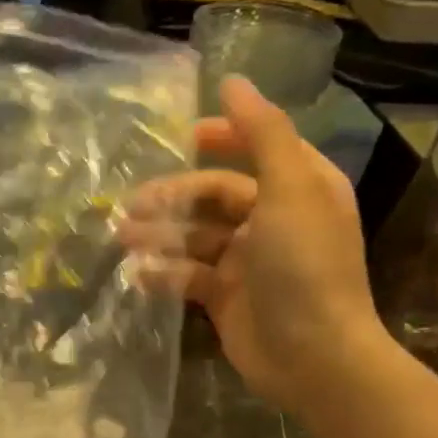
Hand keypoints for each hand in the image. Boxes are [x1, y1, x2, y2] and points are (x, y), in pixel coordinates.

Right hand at [124, 77, 382, 410]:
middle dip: (173, 196)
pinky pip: (188, 276)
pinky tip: (139, 275)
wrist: (314, 357)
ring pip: (195, 235)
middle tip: (130, 204)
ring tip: (123, 238)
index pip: (255, 148)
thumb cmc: (305, 266)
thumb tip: (232, 80)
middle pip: (214, 194)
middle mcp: (274, 220)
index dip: (220, 137)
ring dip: (160, 234)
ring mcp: (248, 262)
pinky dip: (164, 274)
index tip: (179, 137)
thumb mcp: (290, 189)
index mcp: (298, 188)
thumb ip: (262, 132)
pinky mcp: (226, 297)